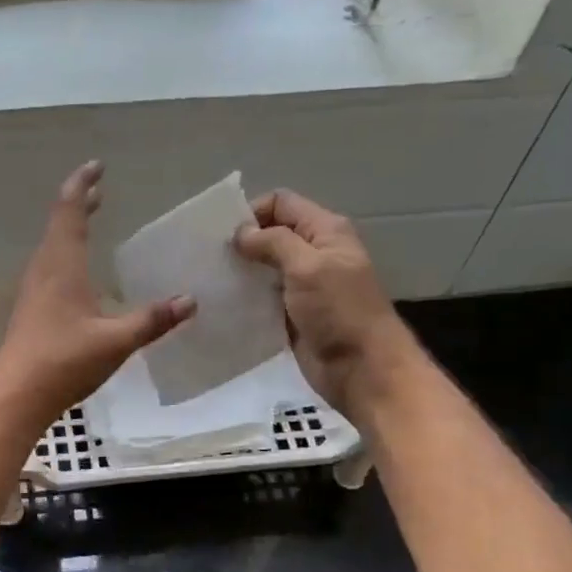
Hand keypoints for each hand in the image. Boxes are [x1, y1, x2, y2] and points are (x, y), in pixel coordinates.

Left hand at [0, 162, 195, 424]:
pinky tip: (78, 275)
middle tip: (99, 191)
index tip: (97, 167)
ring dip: (71, 229)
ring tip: (90, 222)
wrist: (15, 395)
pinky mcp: (30, 310)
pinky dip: (66, 254)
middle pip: (59, 225)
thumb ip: (152, 320)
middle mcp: (43, 270)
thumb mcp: (115, 340)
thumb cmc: (63, 360)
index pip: (69, 211)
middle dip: (79, 204)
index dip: (82, 185)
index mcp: (61, 265)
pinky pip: (50, 268)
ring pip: (53, 247)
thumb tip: (190, 301)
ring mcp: (33, 290)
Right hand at [233, 189, 414, 421]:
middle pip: (271, 234)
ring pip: (264, 268)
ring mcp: (303, 286)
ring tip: (210, 280)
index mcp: (325, 231)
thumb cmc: (340, 311)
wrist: (362, 369)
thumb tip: (241, 233)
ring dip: (241, 271)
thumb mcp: (308, 267)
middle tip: (209, 258)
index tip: (223, 234)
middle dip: (242, 242)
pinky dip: (245, 298)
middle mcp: (314, 253)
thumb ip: (274, 242)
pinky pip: (263, 298)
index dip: (253, 212)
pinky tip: (222, 304)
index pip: (282, 203)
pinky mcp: (292, 314)